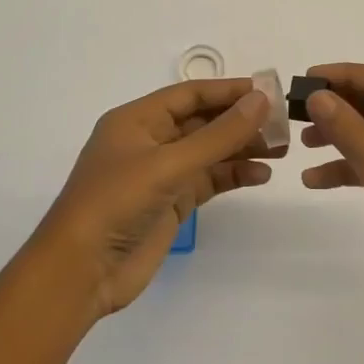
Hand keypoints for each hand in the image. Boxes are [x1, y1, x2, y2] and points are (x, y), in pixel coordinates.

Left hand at [33, 79, 281, 317]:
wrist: (80, 272)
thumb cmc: (116, 203)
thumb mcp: (168, 164)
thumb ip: (218, 135)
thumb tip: (261, 100)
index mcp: (137, 120)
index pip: (190, 94)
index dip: (229, 90)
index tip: (269, 90)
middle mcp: (149, 141)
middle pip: (203, 121)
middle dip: (241, 120)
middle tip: (283, 123)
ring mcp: (160, 174)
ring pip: (209, 151)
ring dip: (242, 148)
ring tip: (281, 149)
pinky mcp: (170, 203)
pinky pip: (208, 181)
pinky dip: (232, 175)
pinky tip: (260, 175)